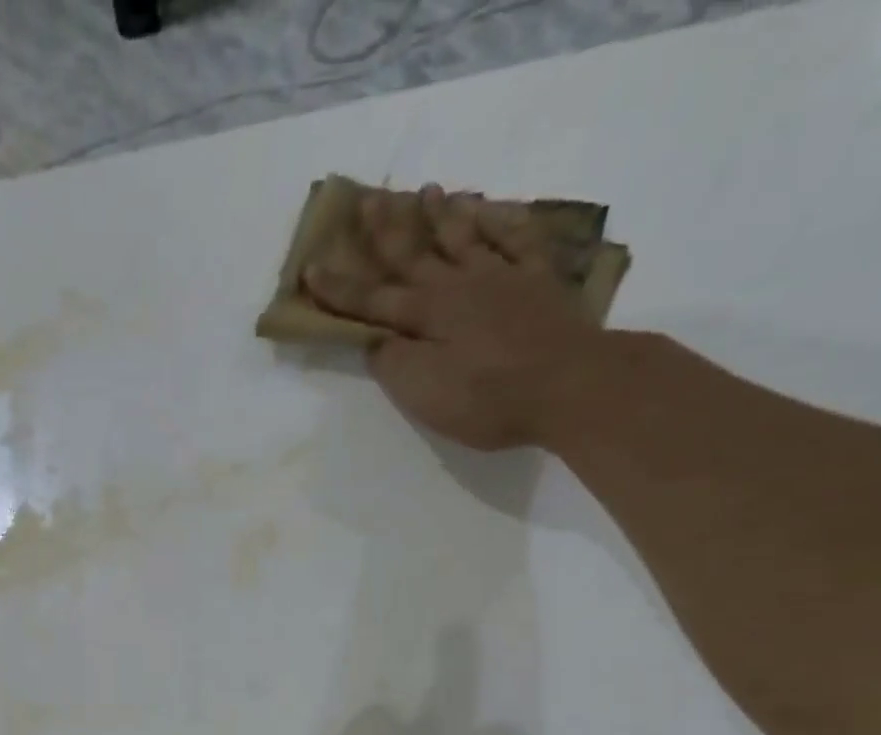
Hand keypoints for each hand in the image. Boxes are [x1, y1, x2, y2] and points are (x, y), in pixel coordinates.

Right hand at [303, 185, 606, 451]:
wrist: (569, 385)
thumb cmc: (488, 398)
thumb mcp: (425, 393)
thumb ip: (394, 364)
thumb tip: (376, 341)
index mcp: (426, 315)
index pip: (372, 300)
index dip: (339, 289)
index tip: (311, 268)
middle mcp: (459, 286)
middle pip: (415, 253)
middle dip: (387, 229)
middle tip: (369, 198)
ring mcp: (502, 278)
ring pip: (465, 237)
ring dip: (443, 214)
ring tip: (429, 191)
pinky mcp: (540, 282)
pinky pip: (519, 240)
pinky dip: (504, 222)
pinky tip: (496, 211)